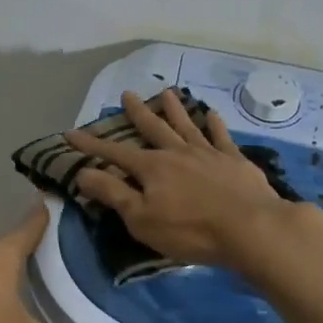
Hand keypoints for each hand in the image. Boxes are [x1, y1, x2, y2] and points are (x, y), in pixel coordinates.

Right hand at [64, 90, 314, 272]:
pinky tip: (212, 115)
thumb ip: (113, 193)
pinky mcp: (235, 161)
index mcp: (152, 168)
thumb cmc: (190, 230)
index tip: (71, 133)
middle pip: (153, 129)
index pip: (115, 154)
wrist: (251, 228)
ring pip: (186, 125)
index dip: (92, 146)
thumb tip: (83, 173)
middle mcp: (177, 153)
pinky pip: (221, 137)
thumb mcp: (141, 218)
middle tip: (127, 94)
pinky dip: (215, 125)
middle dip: (137, 113)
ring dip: (174, 110)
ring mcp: (208, 154)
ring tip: (166, 93)